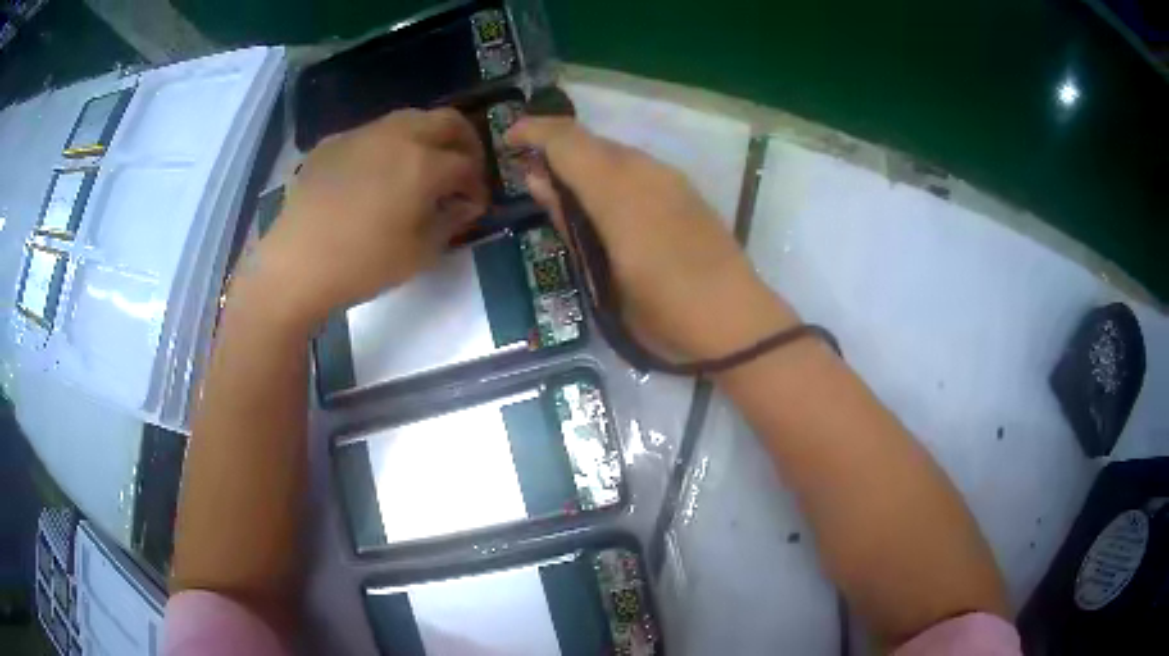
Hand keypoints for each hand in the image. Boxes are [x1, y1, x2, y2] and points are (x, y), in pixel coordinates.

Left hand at [247, 109, 488, 329]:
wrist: (296, 264)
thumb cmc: (363, 264)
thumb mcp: (419, 253)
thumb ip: (450, 221)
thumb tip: (465, 204)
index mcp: (424, 163)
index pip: (467, 164)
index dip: (478, 185)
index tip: (475, 204)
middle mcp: (397, 136)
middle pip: (446, 120)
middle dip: (464, 141)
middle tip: (462, 167)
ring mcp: (361, 134)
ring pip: (408, 119)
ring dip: (426, 138)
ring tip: (420, 167)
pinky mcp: (333, 142)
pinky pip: (371, 134)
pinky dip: (387, 146)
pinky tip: (374, 175)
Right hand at [507, 118, 796, 360]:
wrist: (734, 321)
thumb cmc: (660, 311)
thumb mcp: (600, 276)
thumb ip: (569, 220)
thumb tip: (538, 179)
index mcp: (618, 191)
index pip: (567, 141)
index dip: (534, 132)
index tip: (508, 141)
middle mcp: (645, 171)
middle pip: (592, 140)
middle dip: (557, 147)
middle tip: (534, 176)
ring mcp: (671, 179)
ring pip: (616, 152)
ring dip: (585, 161)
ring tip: (567, 192)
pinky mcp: (687, 192)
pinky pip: (638, 168)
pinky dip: (611, 174)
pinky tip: (608, 205)